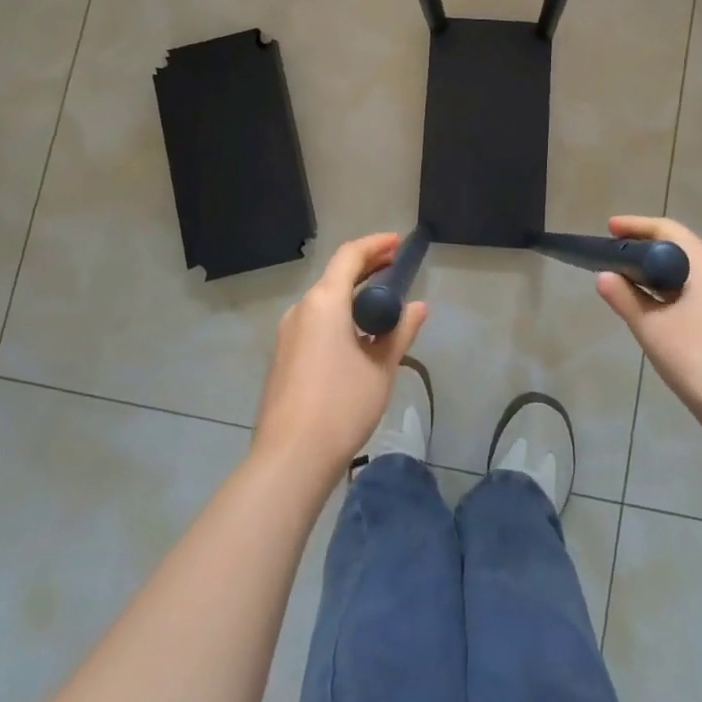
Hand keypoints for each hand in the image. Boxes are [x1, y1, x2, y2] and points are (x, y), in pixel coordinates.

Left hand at [253, 233, 427, 477]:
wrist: (290, 457)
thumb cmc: (342, 405)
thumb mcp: (381, 367)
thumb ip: (400, 331)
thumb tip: (419, 307)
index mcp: (324, 301)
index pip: (350, 256)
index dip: (375, 245)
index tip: (398, 244)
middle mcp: (301, 309)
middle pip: (335, 276)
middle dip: (366, 267)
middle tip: (395, 267)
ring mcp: (287, 334)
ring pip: (324, 301)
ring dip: (352, 294)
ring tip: (381, 304)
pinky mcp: (283, 357)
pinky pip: (314, 322)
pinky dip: (338, 315)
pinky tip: (356, 336)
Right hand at [596, 215, 701, 450]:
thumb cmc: (700, 358)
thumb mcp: (652, 327)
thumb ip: (624, 298)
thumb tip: (604, 276)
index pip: (666, 229)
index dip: (635, 226)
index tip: (608, 229)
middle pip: (679, 248)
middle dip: (644, 249)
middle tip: (612, 256)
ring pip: (688, 274)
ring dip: (657, 274)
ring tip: (626, 283)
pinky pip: (696, 294)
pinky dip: (671, 294)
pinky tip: (653, 312)